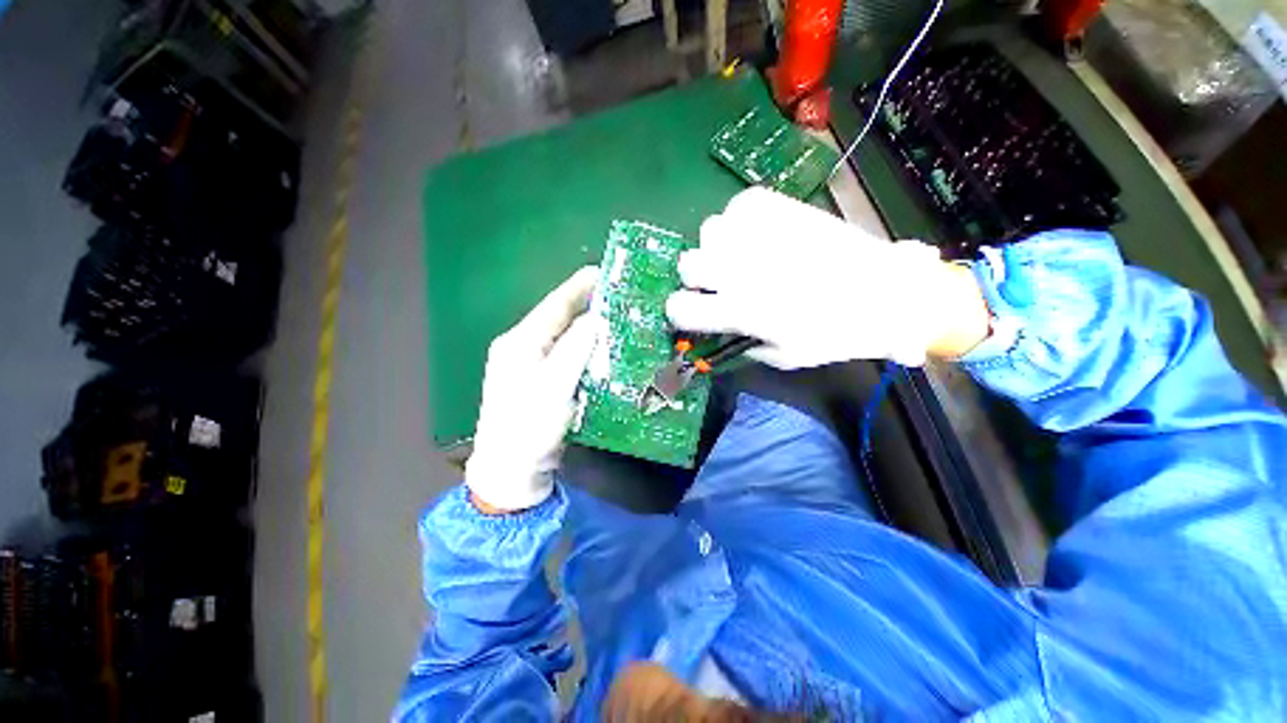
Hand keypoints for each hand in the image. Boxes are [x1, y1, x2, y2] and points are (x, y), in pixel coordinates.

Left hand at [466, 267, 600, 513]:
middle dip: (588, 304)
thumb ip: (575, 348)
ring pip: (566, 336)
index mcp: (520, 341)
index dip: (580, 286)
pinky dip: (587, 347)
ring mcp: (533, 365)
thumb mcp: (553, 385)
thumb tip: (597, 318)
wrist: (513, 470)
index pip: (555, 304)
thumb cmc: (530, 427)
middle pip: (560, 318)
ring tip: (617, 316)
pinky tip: (604, 346)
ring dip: (589, 325)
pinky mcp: (544, 381)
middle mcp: (524, 347)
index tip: (606, 271)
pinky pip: (569, 355)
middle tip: (620, 294)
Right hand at [666, 187, 989, 367]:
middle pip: (687, 265)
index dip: (681, 313)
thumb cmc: (835, 334)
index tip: (693, 311)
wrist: (888, 291)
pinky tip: (759, 232)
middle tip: (720, 281)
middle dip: (698, 278)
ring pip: (708, 231)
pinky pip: (737, 206)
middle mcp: (740, 270)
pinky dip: (741, 219)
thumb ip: (743, 344)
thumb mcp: (784, 356)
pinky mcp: (779, 206)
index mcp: (740, 311)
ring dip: (719, 246)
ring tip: (742, 252)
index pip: (680, 309)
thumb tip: (723, 330)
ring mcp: (758, 234)